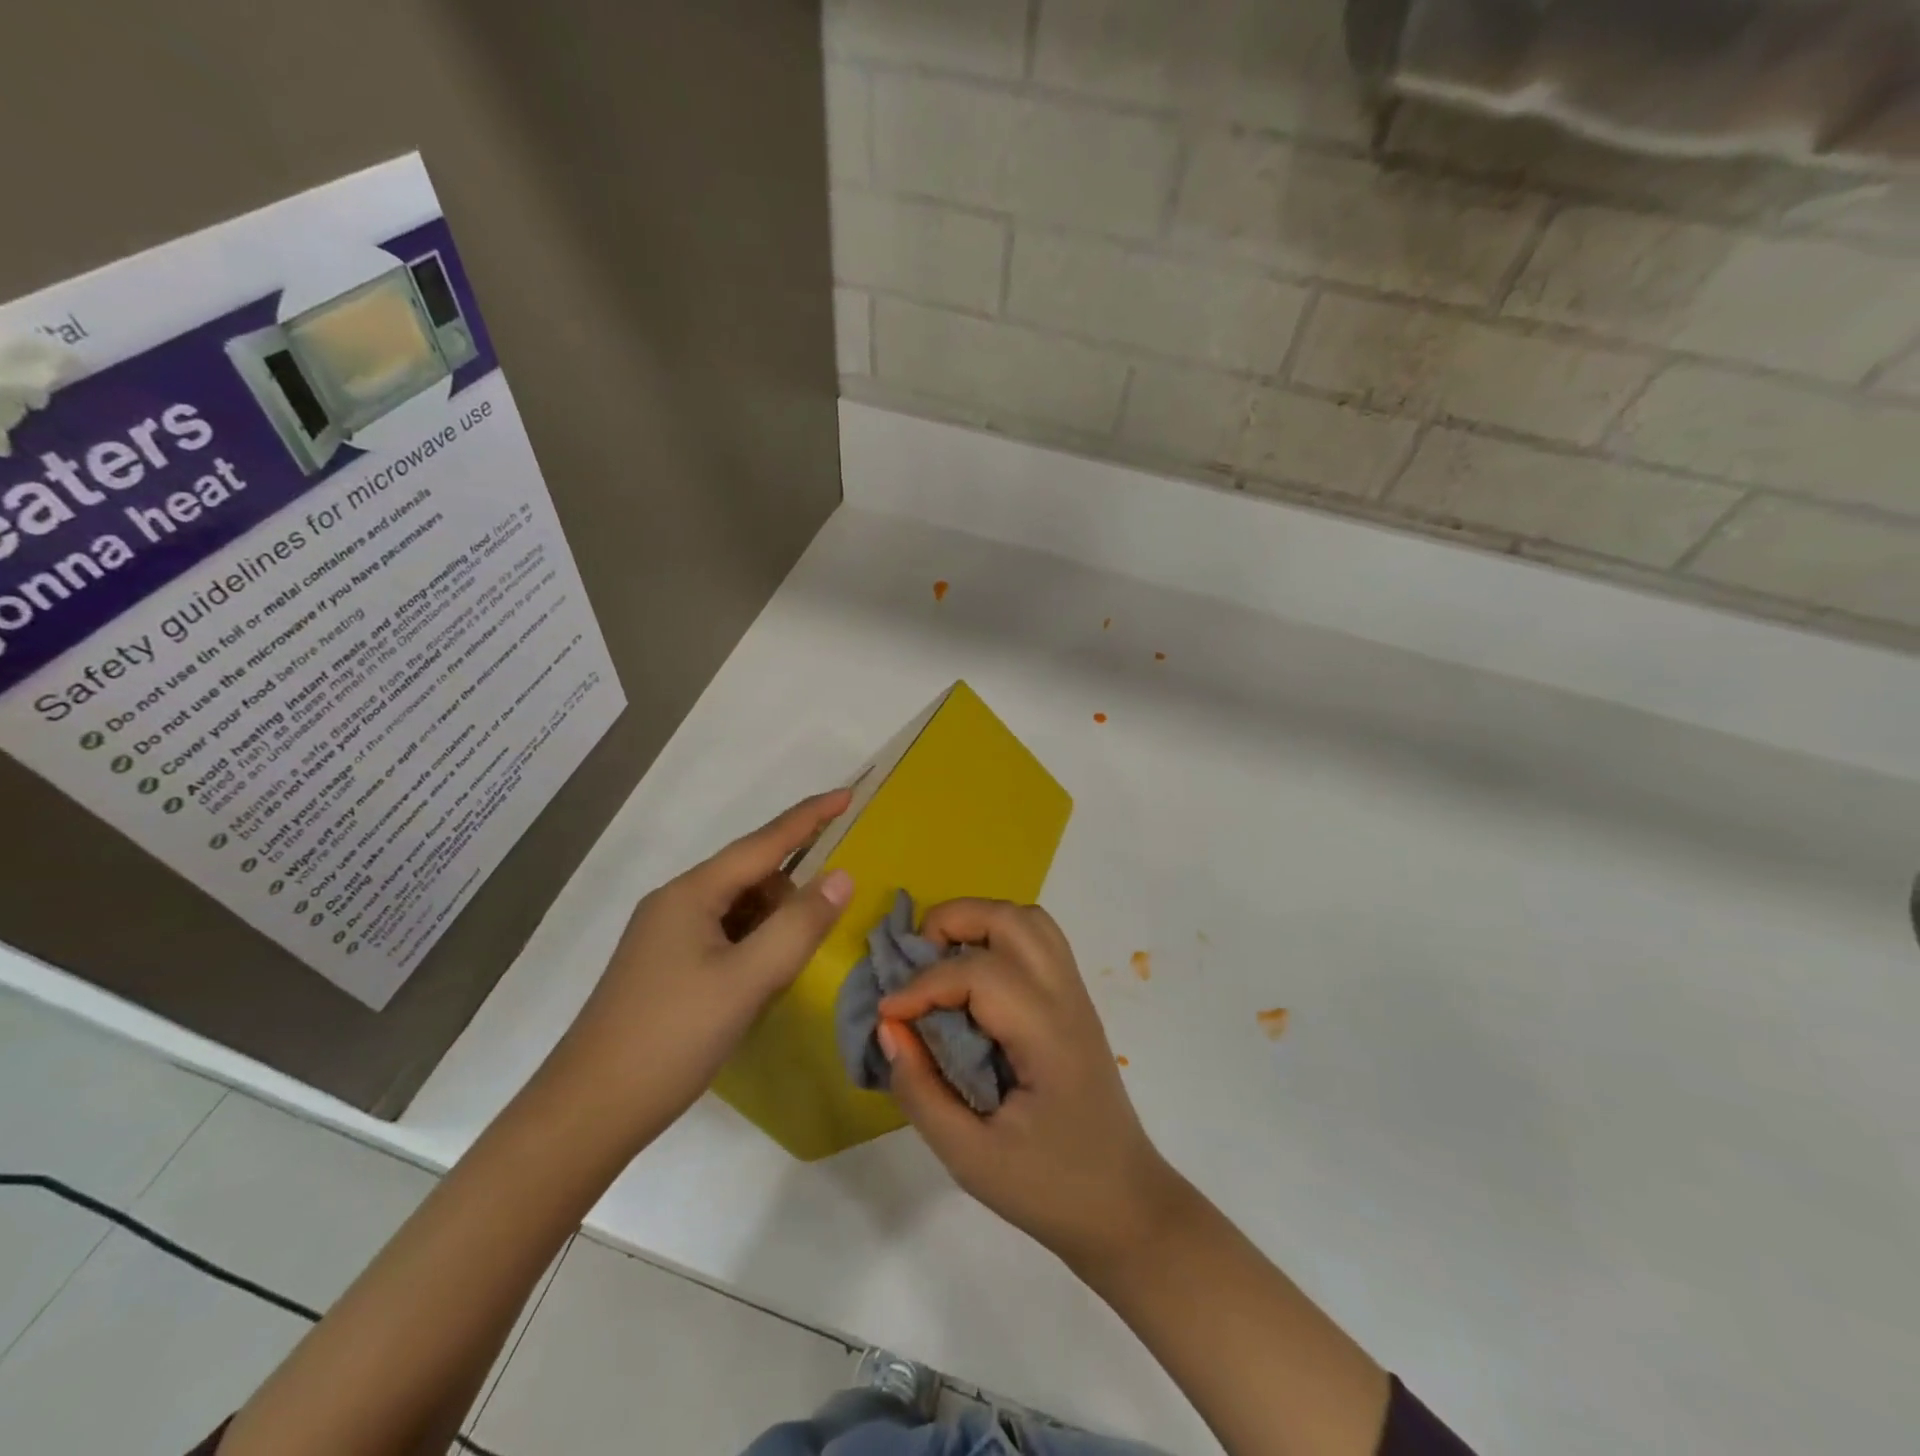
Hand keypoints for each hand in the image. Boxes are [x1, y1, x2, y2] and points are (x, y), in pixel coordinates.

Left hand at [545, 790, 854, 1145]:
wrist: (587, 1113)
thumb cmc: (671, 1039)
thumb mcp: (747, 981)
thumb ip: (799, 926)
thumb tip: (842, 876)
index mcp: (692, 894)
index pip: (764, 842)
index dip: (809, 817)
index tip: (848, 794)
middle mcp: (676, 903)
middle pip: (752, 877)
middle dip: (791, 896)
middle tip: (814, 941)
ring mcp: (666, 936)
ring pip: (739, 910)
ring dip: (771, 928)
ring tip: (782, 975)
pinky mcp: (665, 967)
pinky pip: (724, 937)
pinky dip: (752, 950)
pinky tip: (757, 986)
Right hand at [877, 899, 1189, 1271]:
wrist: (1125, 1205)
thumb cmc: (1049, 1188)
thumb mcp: (970, 1159)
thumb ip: (922, 1091)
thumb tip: (889, 1029)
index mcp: (1047, 1035)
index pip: (979, 974)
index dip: (923, 985)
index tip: (887, 1015)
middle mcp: (1066, 998)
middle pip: (1011, 919)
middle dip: (951, 922)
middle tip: (913, 963)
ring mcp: (1076, 994)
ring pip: (1029, 920)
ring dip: (978, 922)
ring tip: (941, 961)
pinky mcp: (1074, 1001)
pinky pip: (1038, 941)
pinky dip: (998, 937)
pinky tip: (973, 979)